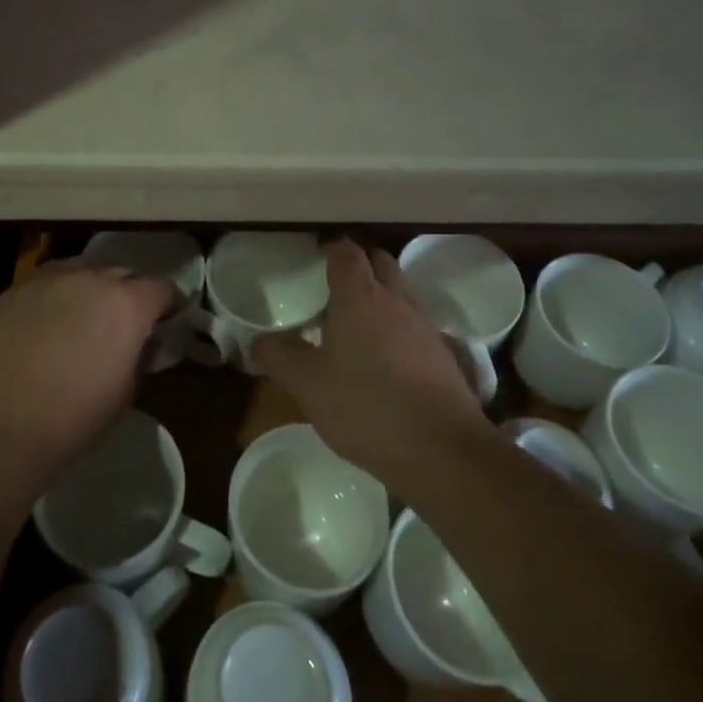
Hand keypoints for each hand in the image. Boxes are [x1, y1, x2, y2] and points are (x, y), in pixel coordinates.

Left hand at [0, 260, 174, 475]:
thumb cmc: (72, 418)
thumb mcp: (125, 393)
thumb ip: (139, 356)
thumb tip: (141, 343)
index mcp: (127, 304)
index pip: (163, 289)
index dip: (168, 306)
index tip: (165, 323)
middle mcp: (92, 279)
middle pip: (122, 275)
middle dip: (128, 296)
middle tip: (121, 326)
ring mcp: (49, 279)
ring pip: (82, 272)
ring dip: (90, 291)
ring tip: (80, 320)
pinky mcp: (14, 289)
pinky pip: (47, 283)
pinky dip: (55, 297)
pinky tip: (45, 324)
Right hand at [254, 240, 487, 488]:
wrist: (443, 451)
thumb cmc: (367, 407)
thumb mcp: (308, 385)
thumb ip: (280, 357)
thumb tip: (258, 340)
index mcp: (359, 296)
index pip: (345, 251)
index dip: (328, 250)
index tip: (311, 263)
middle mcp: (395, 300)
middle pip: (378, 262)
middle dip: (357, 266)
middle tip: (330, 290)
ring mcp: (424, 325)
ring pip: (399, 293)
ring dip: (378, 297)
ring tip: (352, 326)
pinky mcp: (442, 353)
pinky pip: (414, 324)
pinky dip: (396, 328)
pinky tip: (382, 360)